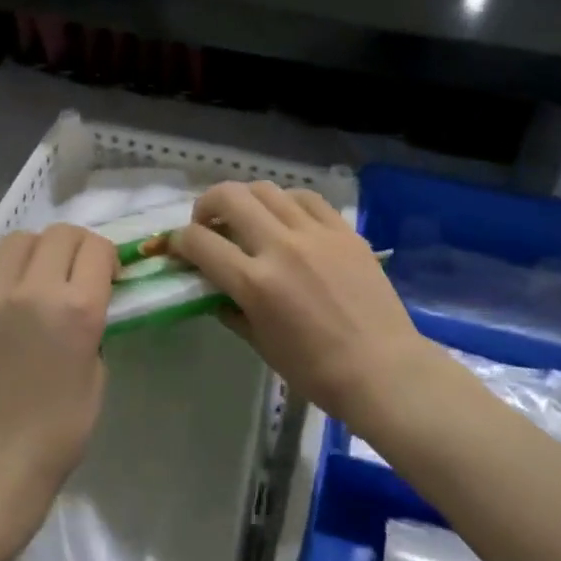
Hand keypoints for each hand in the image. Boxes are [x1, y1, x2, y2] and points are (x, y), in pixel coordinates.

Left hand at [0, 225, 116, 506]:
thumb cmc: (59, 428)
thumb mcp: (97, 372)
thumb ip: (92, 324)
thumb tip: (82, 300)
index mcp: (78, 309)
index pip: (98, 248)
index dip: (107, 258)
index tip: (106, 277)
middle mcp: (35, 290)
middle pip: (61, 233)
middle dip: (76, 246)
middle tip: (73, 272)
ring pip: (18, 239)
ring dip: (36, 250)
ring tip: (35, 274)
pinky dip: (0, 266)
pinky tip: (4, 289)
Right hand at [170, 182, 427, 424]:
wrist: (382, 369)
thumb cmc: (316, 371)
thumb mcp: (260, 344)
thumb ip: (231, 310)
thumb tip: (213, 289)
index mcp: (255, 283)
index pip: (199, 242)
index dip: (178, 241)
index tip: (178, 247)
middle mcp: (281, 247)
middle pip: (228, 197)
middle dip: (206, 205)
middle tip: (208, 224)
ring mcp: (315, 233)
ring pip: (266, 190)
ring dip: (245, 199)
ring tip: (247, 217)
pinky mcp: (343, 230)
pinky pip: (306, 198)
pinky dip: (286, 202)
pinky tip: (286, 217)